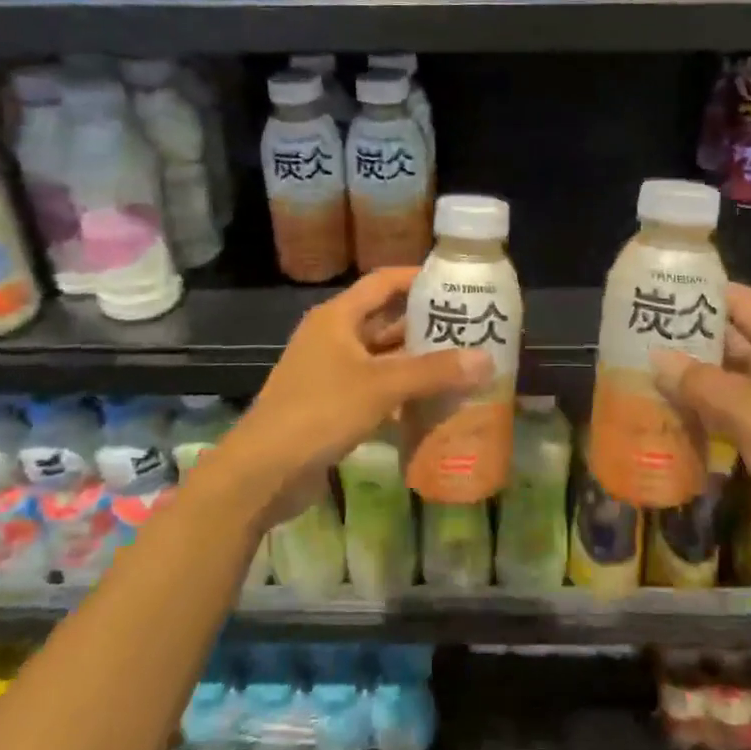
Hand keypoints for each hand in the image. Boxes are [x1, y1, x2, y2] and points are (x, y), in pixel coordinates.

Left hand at [229, 268, 489, 516]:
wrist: (263, 472)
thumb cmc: (320, 411)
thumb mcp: (381, 385)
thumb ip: (434, 371)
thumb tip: (487, 359)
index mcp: (337, 317)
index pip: (383, 282)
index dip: (417, 278)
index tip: (456, 282)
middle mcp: (333, 337)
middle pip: (386, 320)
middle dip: (425, 325)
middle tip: (471, 328)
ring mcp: (331, 372)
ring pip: (382, 358)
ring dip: (417, 362)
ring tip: (463, 364)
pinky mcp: (332, 405)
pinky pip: (375, 389)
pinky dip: (402, 393)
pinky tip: (435, 403)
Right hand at [651, 283, 750, 555]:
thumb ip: (704, 385)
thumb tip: (656, 357)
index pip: (746, 305)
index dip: (707, 294)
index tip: (663, 290)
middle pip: (736, 340)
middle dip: (692, 336)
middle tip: (642, 331)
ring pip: (730, 377)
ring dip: (694, 374)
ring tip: (645, 365)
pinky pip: (731, 410)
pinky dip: (704, 406)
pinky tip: (668, 407)